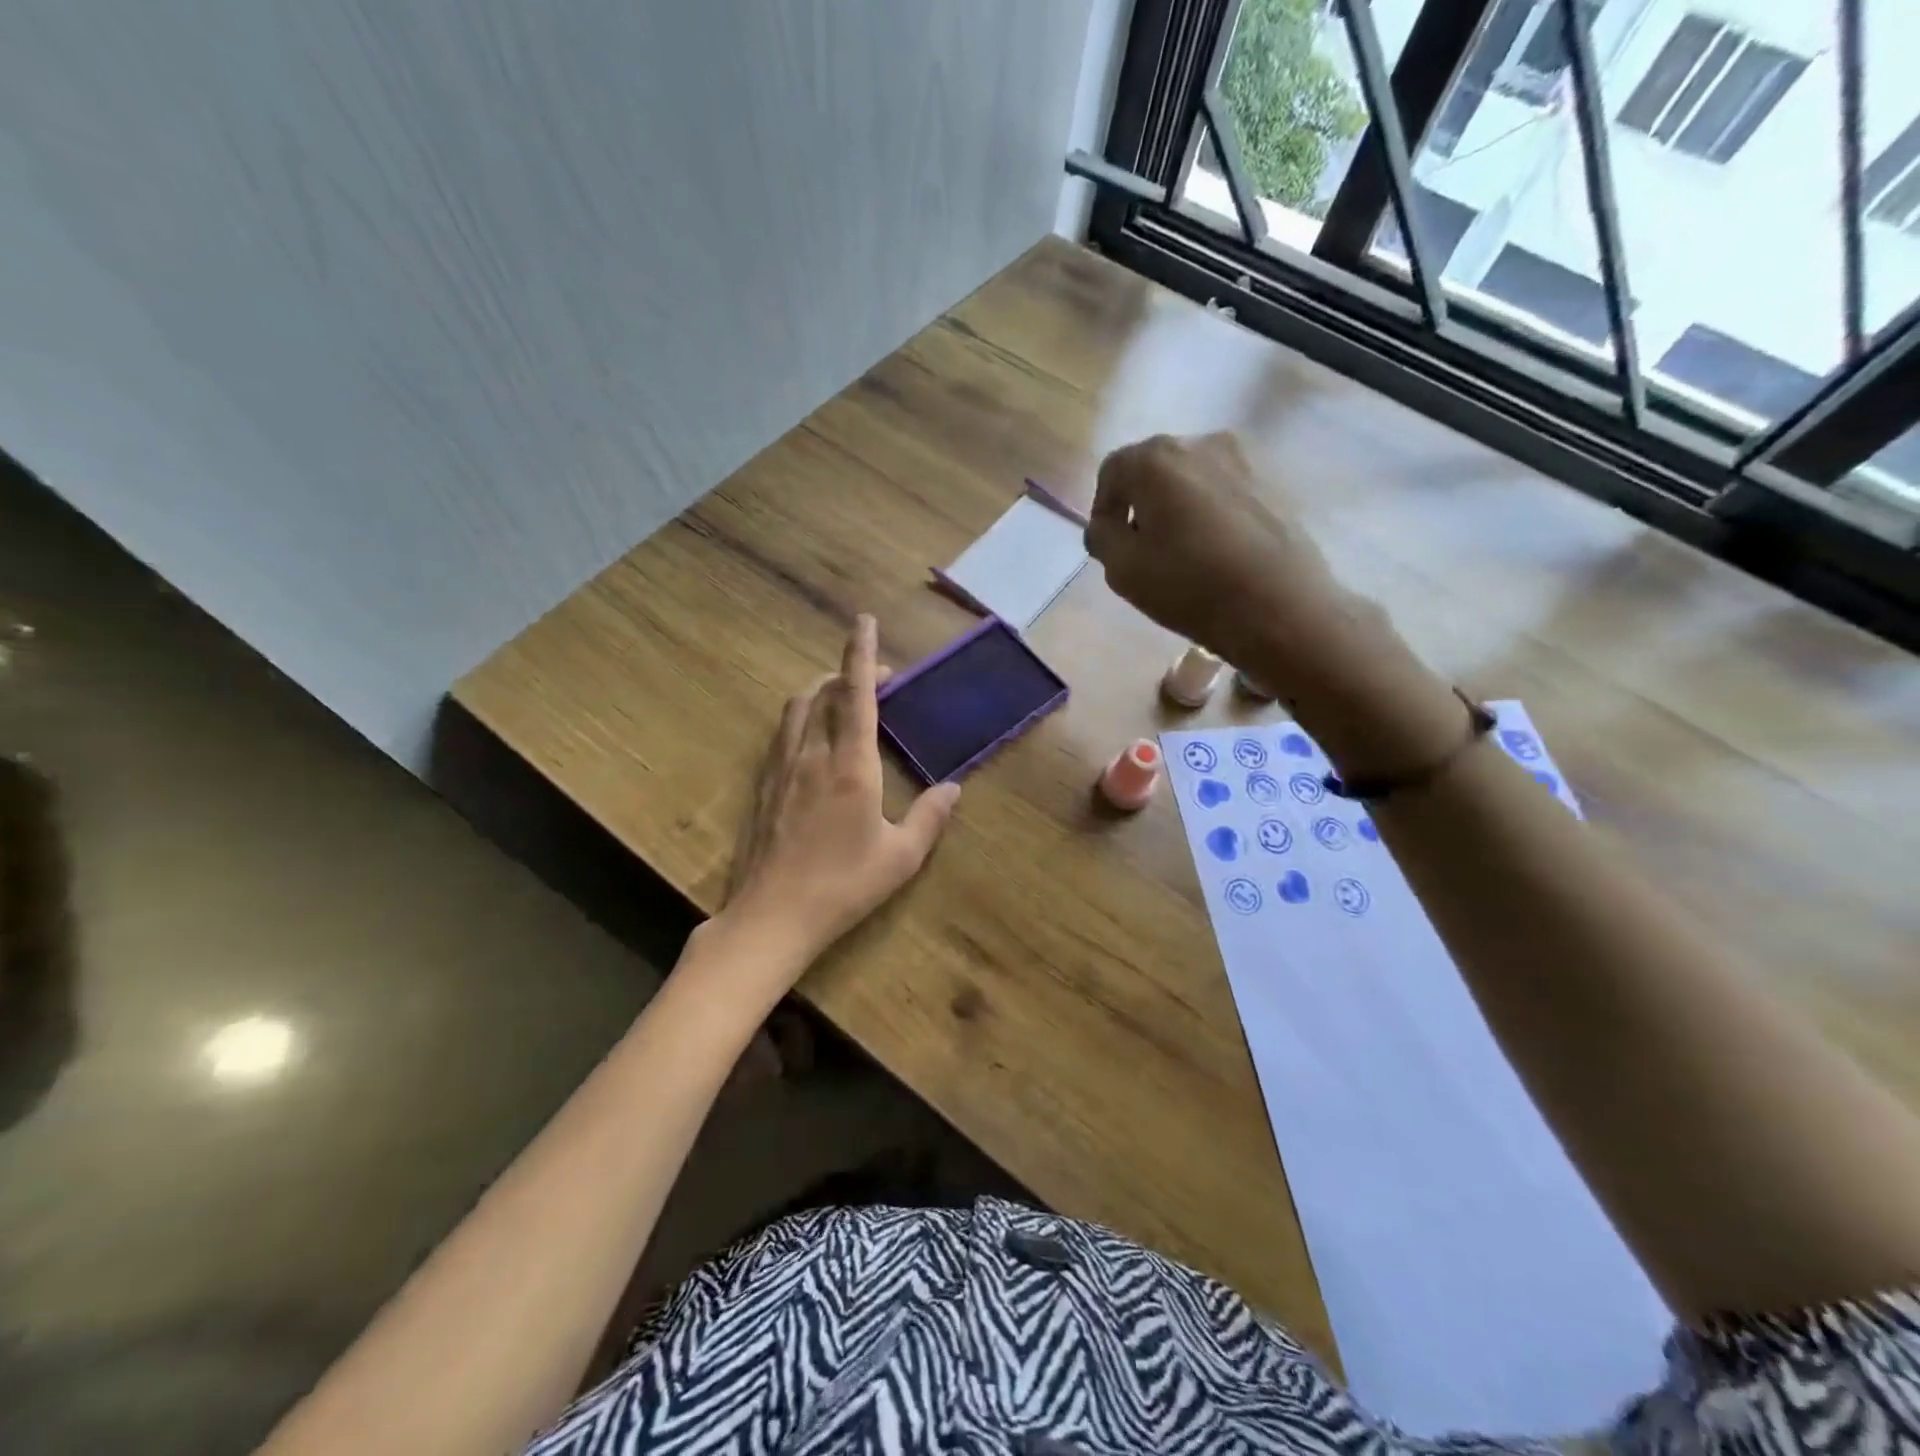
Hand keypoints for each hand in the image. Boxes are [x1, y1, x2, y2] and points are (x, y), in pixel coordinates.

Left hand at [720, 615, 960, 970]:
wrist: (772, 916)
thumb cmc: (844, 885)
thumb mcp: (901, 857)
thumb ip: (931, 817)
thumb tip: (954, 788)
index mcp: (851, 765)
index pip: (856, 694)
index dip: (861, 653)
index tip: (864, 620)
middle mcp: (812, 754)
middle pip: (822, 692)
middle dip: (846, 672)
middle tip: (875, 679)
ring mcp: (781, 768)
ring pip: (797, 708)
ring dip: (820, 692)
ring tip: (843, 701)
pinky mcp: (763, 785)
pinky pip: (782, 734)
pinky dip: (802, 718)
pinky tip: (813, 740)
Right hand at [1089, 432, 1466, 778]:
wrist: (1279, 606)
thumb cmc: (1190, 586)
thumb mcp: (1122, 569)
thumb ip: (1101, 537)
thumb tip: (1105, 525)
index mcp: (1156, 459)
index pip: (1112, 471)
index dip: (1103, 508)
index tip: (1110, 545)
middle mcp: (1199, 443)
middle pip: (1153, 469)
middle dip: (1140, 505)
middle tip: (1143, 550)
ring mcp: (1243, 459)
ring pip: (1191, 480)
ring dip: (1177, 508)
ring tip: (1182, 553)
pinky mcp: (1272, 482)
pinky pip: (1223, 492)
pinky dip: (1210, 513)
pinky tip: (1216, 552)